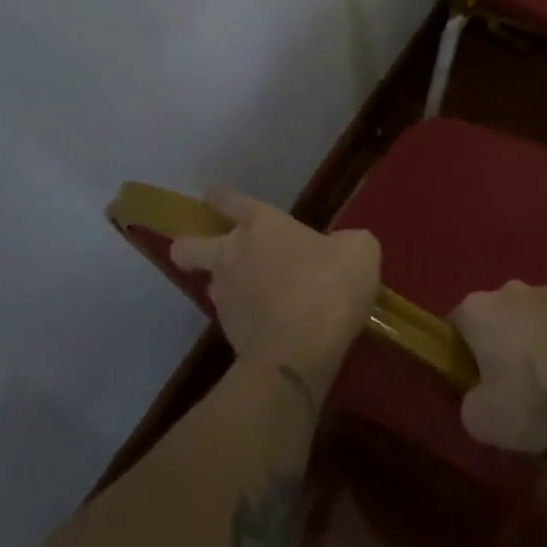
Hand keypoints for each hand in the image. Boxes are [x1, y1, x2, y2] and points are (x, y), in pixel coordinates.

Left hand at [170, 187, 380, 395]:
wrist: (301, 351)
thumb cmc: (329, 285)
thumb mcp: (358, 251)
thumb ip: (343, 243)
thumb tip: (338, 249)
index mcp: (261, 224)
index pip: (230, 201)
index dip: (220, 197)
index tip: (212, 195)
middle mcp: (233, 254)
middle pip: (188, 246)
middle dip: (188, 247)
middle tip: (204, 251)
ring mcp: (226, 296)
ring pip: (212, 284)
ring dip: (229, 286)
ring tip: (258, 296)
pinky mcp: (228, 333)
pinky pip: (234, 317)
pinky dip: (248, 318)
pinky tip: (273, 324)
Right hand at [448, 282, 546, 453]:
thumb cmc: (531, 393)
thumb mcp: (483, 420)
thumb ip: (470, 407)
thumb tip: (478, 401)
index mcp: (477, 308)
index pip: (456, 326)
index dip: (460, 356)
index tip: (471, 385)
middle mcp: (509, 290)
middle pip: (496, 321)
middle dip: (500, 349)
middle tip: (511, 391)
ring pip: (532, 323)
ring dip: (535, 348)